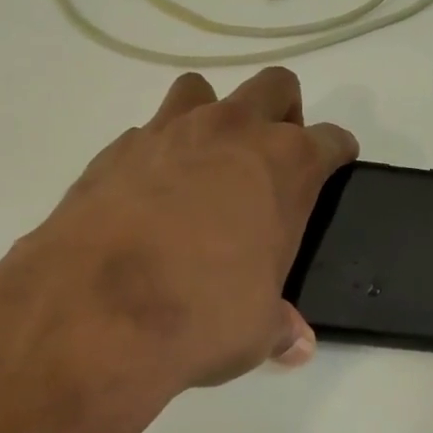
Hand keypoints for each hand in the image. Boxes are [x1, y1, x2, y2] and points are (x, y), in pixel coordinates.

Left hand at [0, 67, 353, 432]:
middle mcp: (231, 133)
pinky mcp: (114, 150)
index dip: (336, 153)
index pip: (330, 140)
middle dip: (281, 112)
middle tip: (270, 158)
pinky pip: (146, 133)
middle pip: (274, 87)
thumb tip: (295, 345)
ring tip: (204, 166)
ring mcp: (168, 132)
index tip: (333, 168)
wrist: (96, 310)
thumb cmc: (202, 313)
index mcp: (285, 165)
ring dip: (211, 117)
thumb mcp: (256, 329)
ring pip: (200, 91)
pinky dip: (155, 154)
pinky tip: (147, 196)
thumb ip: (279, 325)